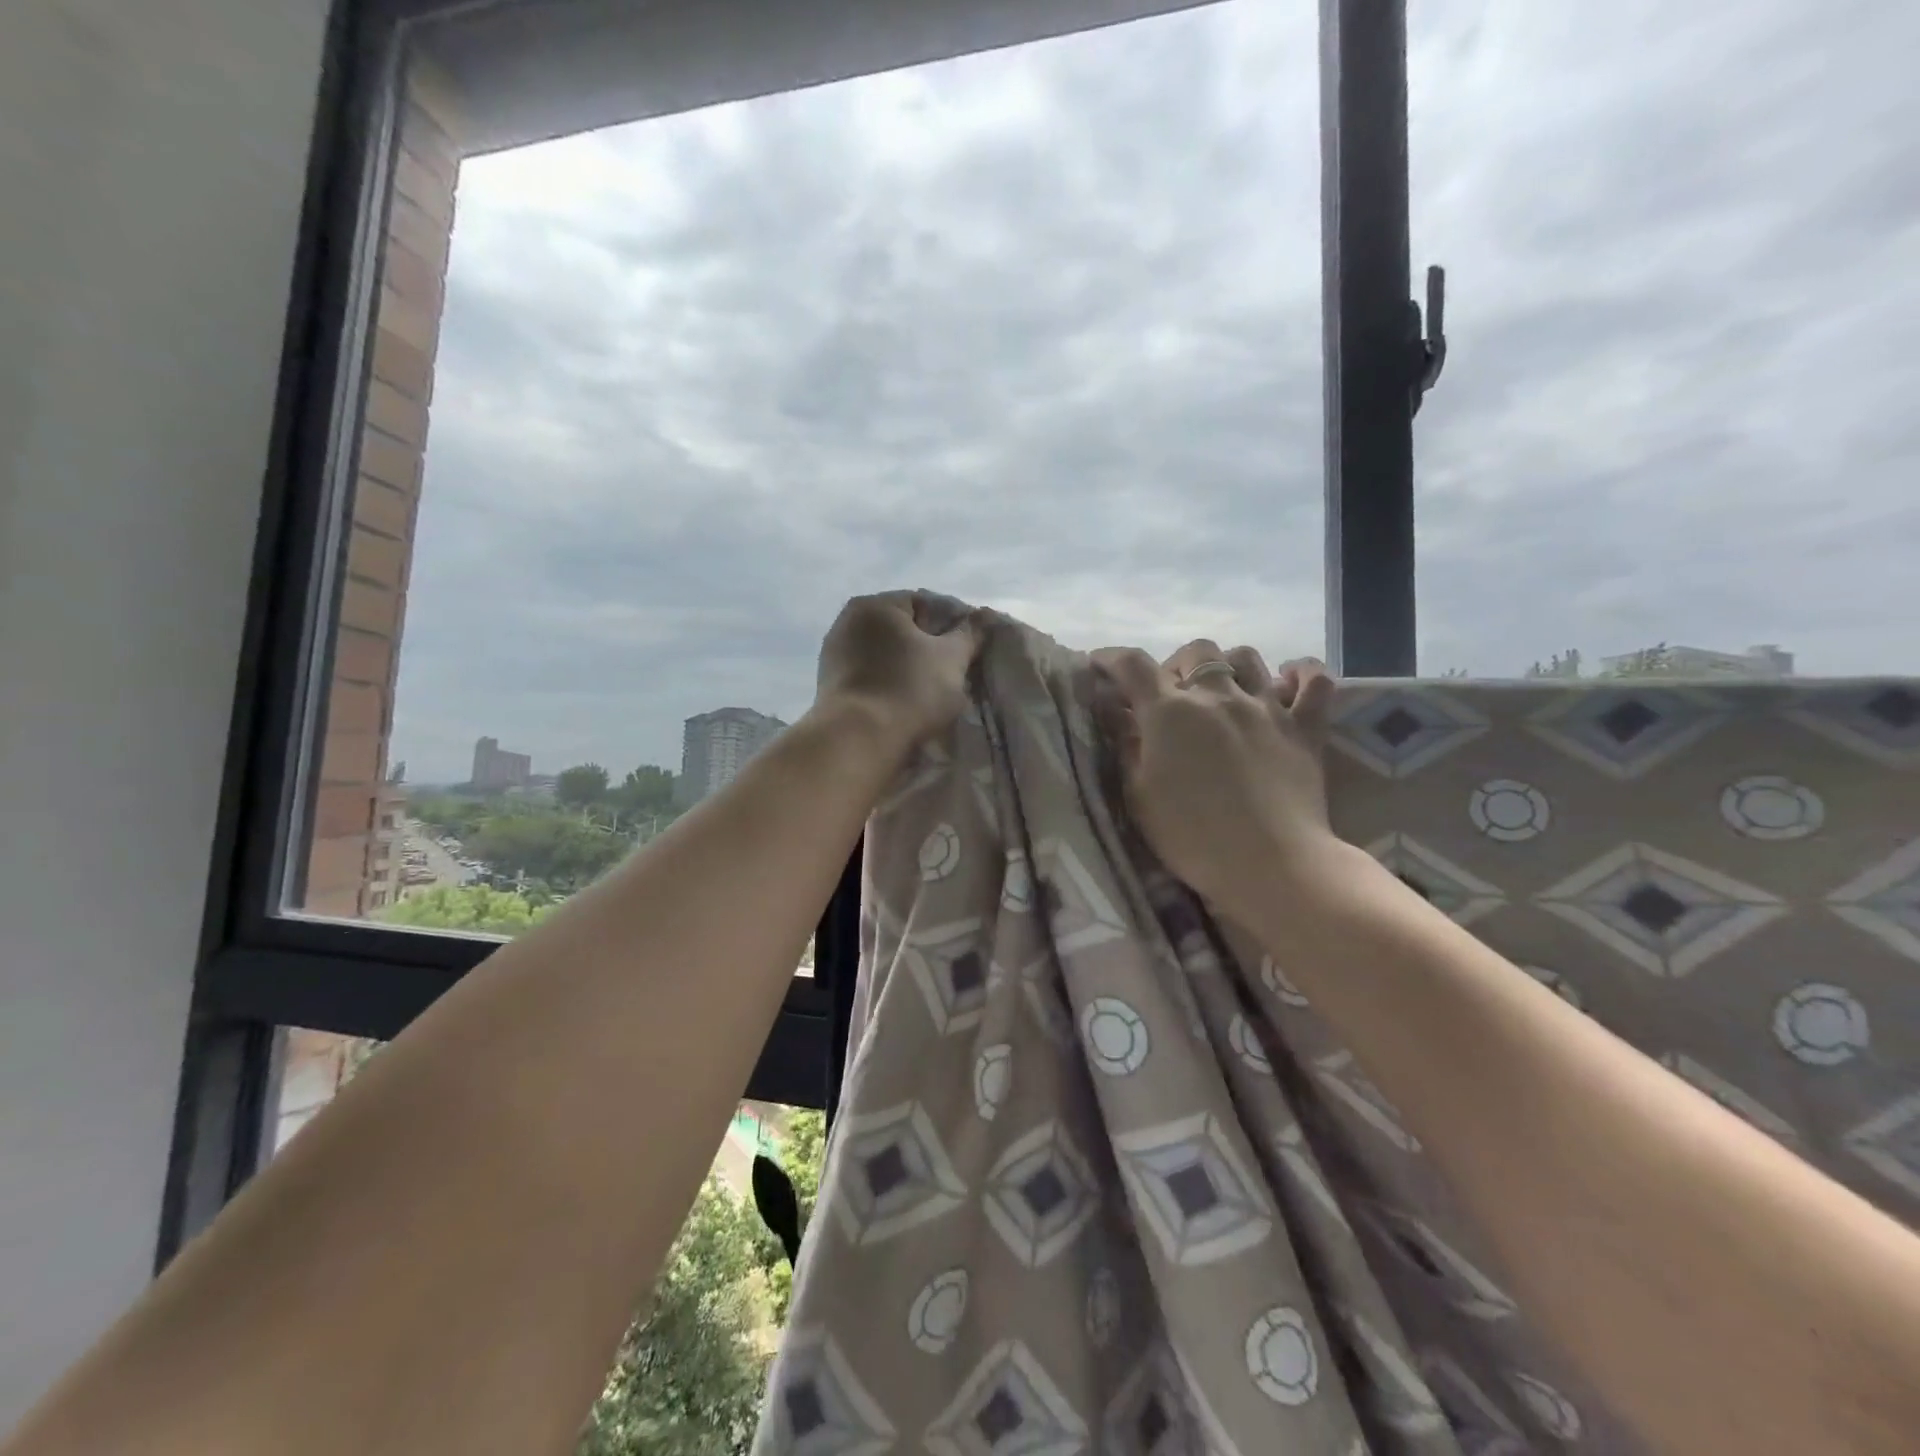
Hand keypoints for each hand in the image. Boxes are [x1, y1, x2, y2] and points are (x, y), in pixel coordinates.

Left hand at [814, 592, 982, 753]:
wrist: (858, 740)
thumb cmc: (910, 690)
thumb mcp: (952, 659)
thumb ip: (970, 633)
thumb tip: (985, 615)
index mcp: (875, 605)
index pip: (924, 603)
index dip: (951, 625)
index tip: (967, 651)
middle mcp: (847, 621)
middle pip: (902, 630)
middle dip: (927, 648)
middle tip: (952, 673)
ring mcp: (834, 654)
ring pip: (884, 655)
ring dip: (906, 668)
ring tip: (929, 693)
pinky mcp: (829, 685)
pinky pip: (869, 676)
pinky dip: (887, 685)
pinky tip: (903, 704)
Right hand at [1091, 640, 1338, 920]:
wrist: (1271, 865)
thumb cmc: (1192, 837)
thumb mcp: (1139, 796)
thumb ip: (1126, 747)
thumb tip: (1118, 713)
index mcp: (1170, 712)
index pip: (1133, 665)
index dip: (1111, 658)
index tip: (1099, 664)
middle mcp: (1217, 696)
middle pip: (1196, 651)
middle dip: (1176, 664)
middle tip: (1170, 695)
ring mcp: (1266, 707)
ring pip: (1246, 657)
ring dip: (1228, 666)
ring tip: (1222, 690)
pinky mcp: (1306, 727)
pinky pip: (1315, 681)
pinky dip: (1301, 673)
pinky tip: (1287, 681)